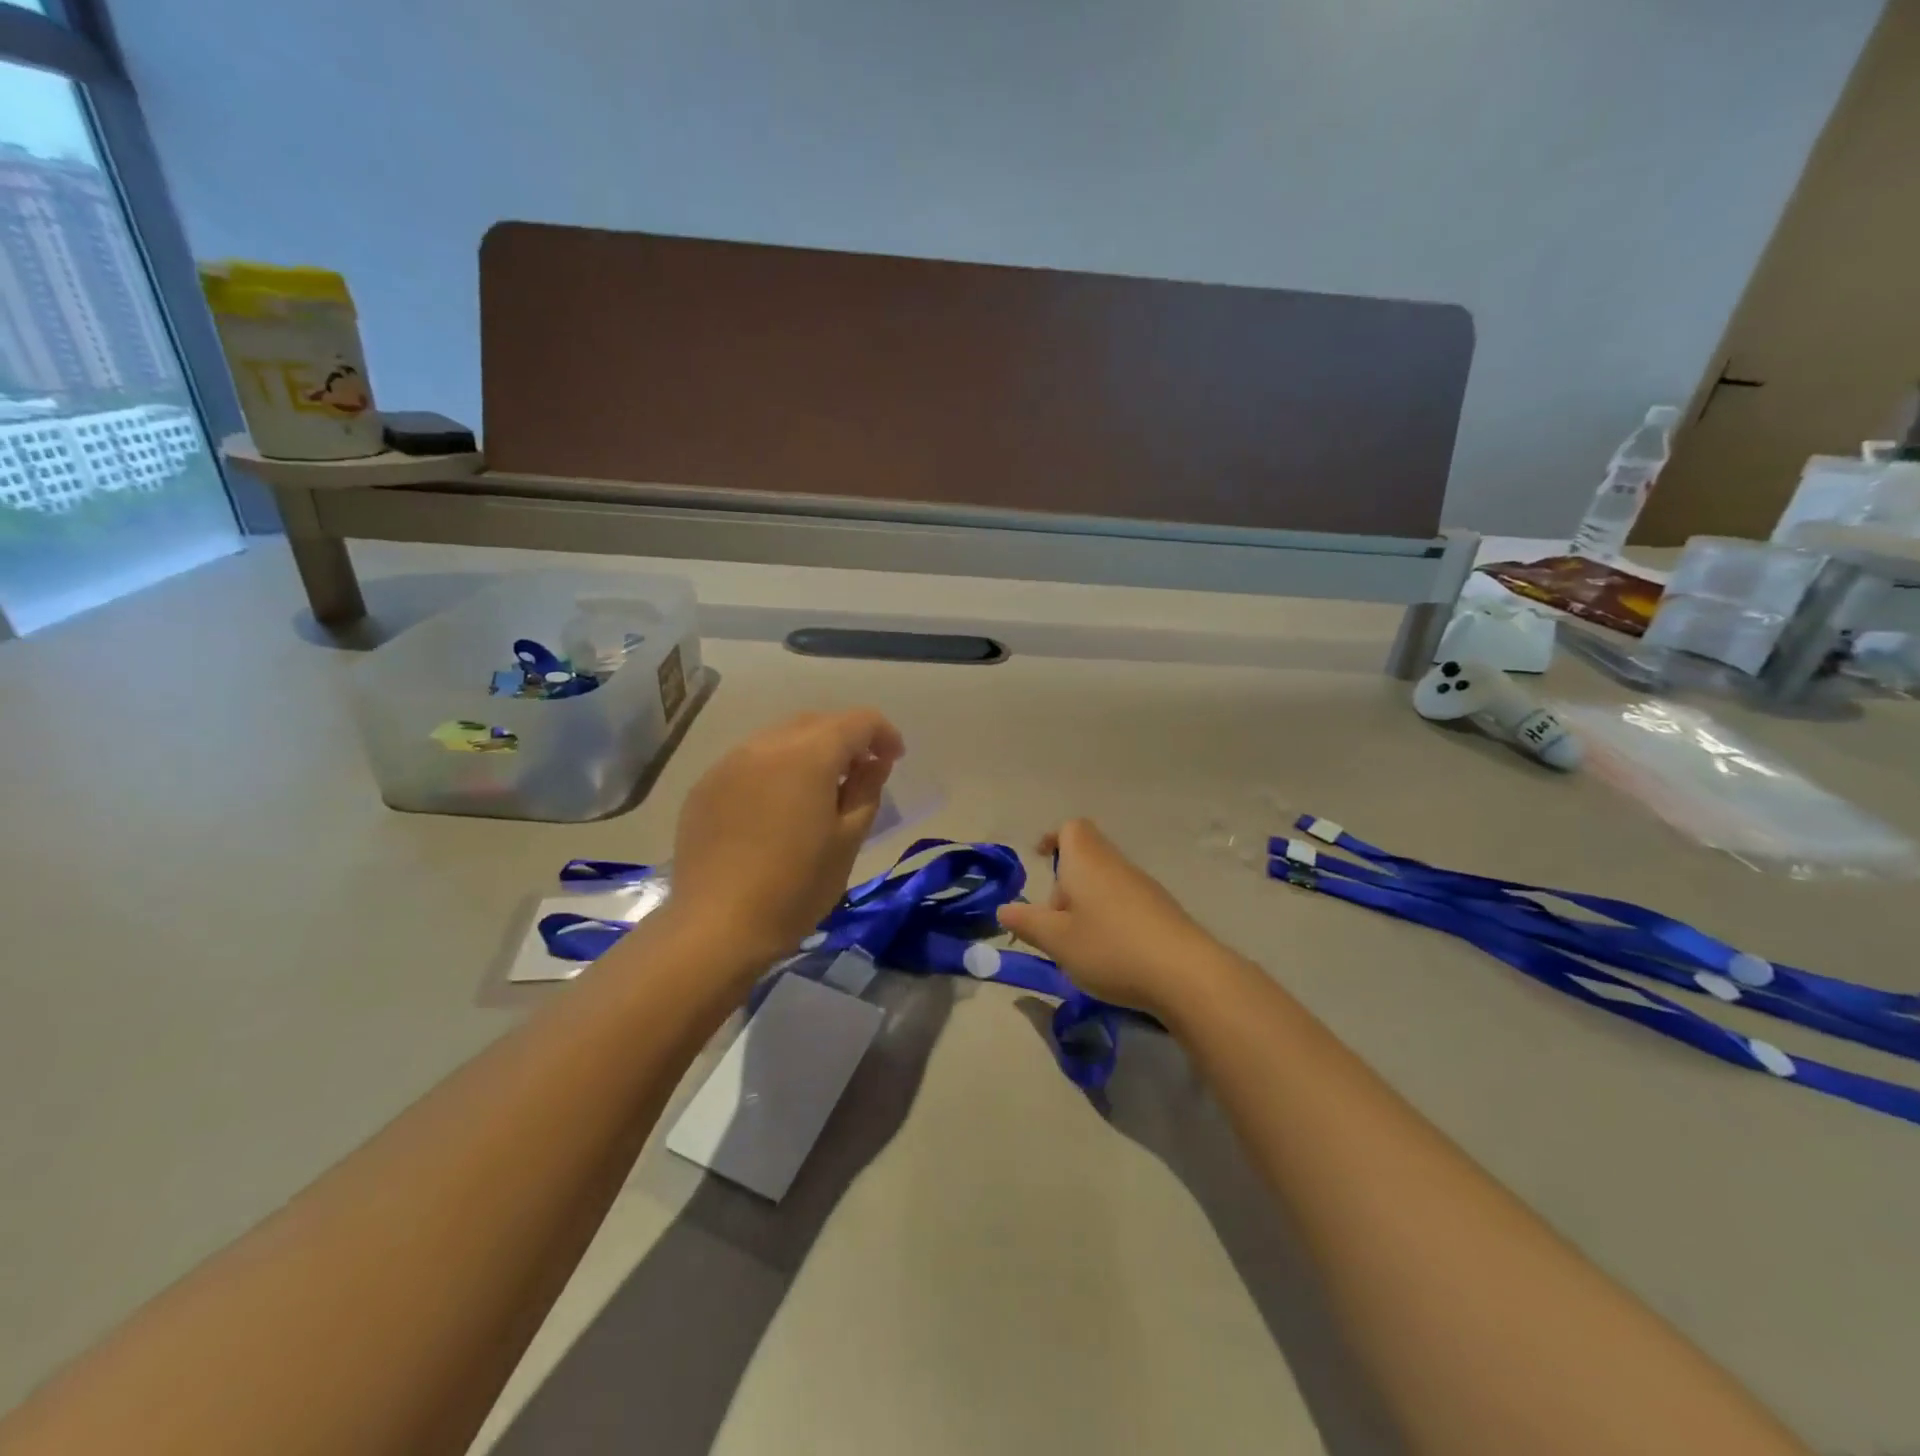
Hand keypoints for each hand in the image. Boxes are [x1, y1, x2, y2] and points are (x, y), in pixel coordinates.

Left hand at [668, 709, 904, 969]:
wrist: (716, 927)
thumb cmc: (795, 888)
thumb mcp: (848, 841)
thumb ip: (866, 790)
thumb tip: (873, 762)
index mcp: (808, 755)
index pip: (857, 721)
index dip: (883, 734)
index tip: (893, 760)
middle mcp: (765, 745)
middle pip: (816, 722)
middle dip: (845, 739)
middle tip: (861, 774)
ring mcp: (729, 764)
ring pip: (780, 739)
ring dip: (808, 752)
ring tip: (818, 791)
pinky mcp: (705, 787)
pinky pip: (750, 761)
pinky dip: (774, 770)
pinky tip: (776, 809)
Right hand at [996, 819, 1218, 1018]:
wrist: (1186, 974)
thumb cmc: (1110, 948)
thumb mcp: (1058, 941)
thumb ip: (1028, 923)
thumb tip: (1004, 910)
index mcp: (1087, 862)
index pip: (1071, 828)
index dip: (1053, 838)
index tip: (1040, 859)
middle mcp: (1116, 865)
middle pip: (1087, 857)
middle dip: (1065, 884)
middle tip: (1053, 922)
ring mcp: (1144, 887)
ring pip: (1105, 882)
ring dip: (1087, 905)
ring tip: (1079, 945)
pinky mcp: (1162, 911)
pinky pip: (1125, 903)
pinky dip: (1110, 919)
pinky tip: (1111, 955)